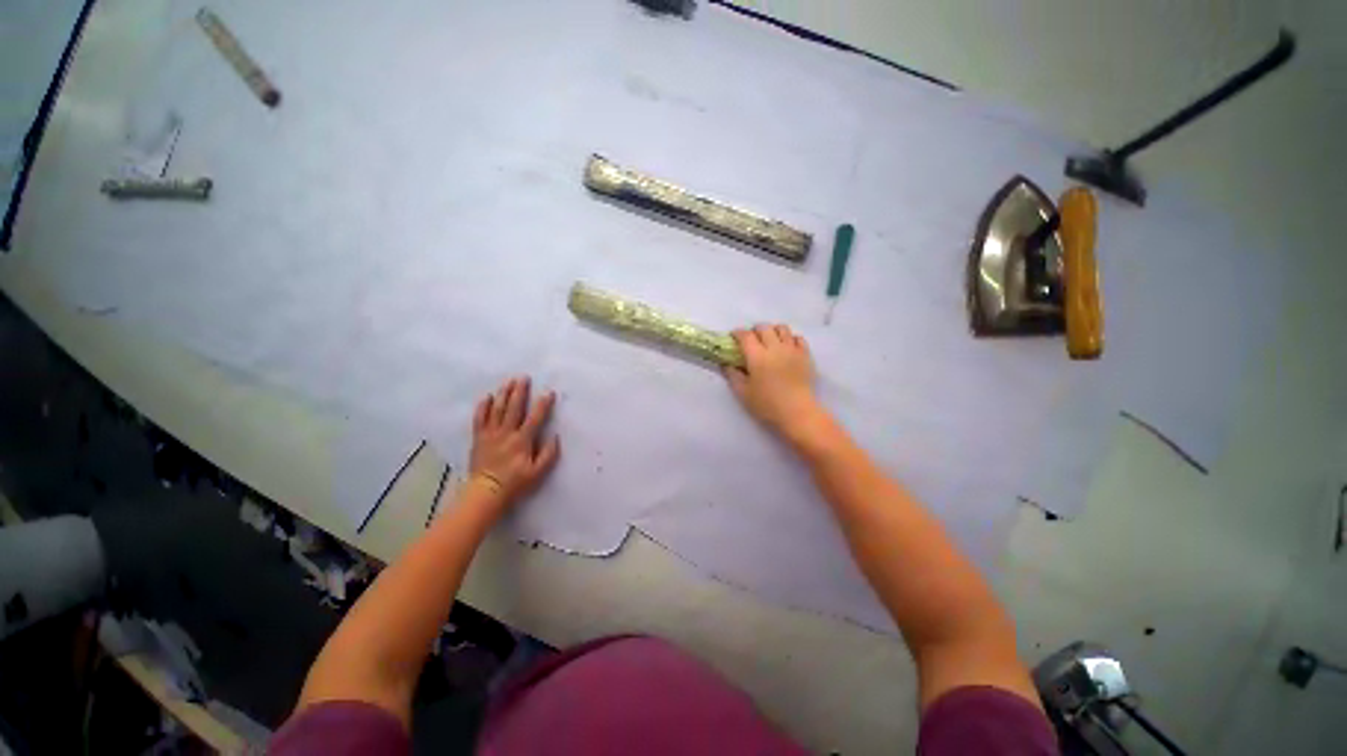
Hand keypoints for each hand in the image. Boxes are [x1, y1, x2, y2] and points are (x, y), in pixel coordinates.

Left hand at [469, 376, 559, 507]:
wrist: (486, 493)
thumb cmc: (515, 483)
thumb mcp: (538, 472)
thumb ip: (548, 454)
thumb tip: (555, 437)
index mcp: (522, 440)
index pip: (535, 418)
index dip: (543, 404)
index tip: (549, 392)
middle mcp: (506, 433)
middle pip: (514, 408)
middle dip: (520, 392)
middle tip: (524, 378)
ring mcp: (491, 434)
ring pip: (497, 409)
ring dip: (504, 394)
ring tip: (509, 382)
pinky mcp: (479, 438)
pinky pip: (480, 419)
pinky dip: (483, 407)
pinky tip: (487, 397)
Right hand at [724, 324, 821, 440]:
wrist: (798, 413)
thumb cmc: (767, 405)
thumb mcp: (743, 393)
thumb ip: (733, 376)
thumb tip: (726, 364)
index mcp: (757, 356)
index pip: (745, 335)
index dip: (737, 333)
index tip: (733, 337)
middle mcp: (774, 347)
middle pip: (764, 327)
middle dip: (755, 330)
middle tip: (751, 341)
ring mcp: (792, 349)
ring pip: (782, 328)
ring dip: (773, 331)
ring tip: (770, 341)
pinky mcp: (805, 355)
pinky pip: (798, 338)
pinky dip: (790, 339)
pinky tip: (787, 348)